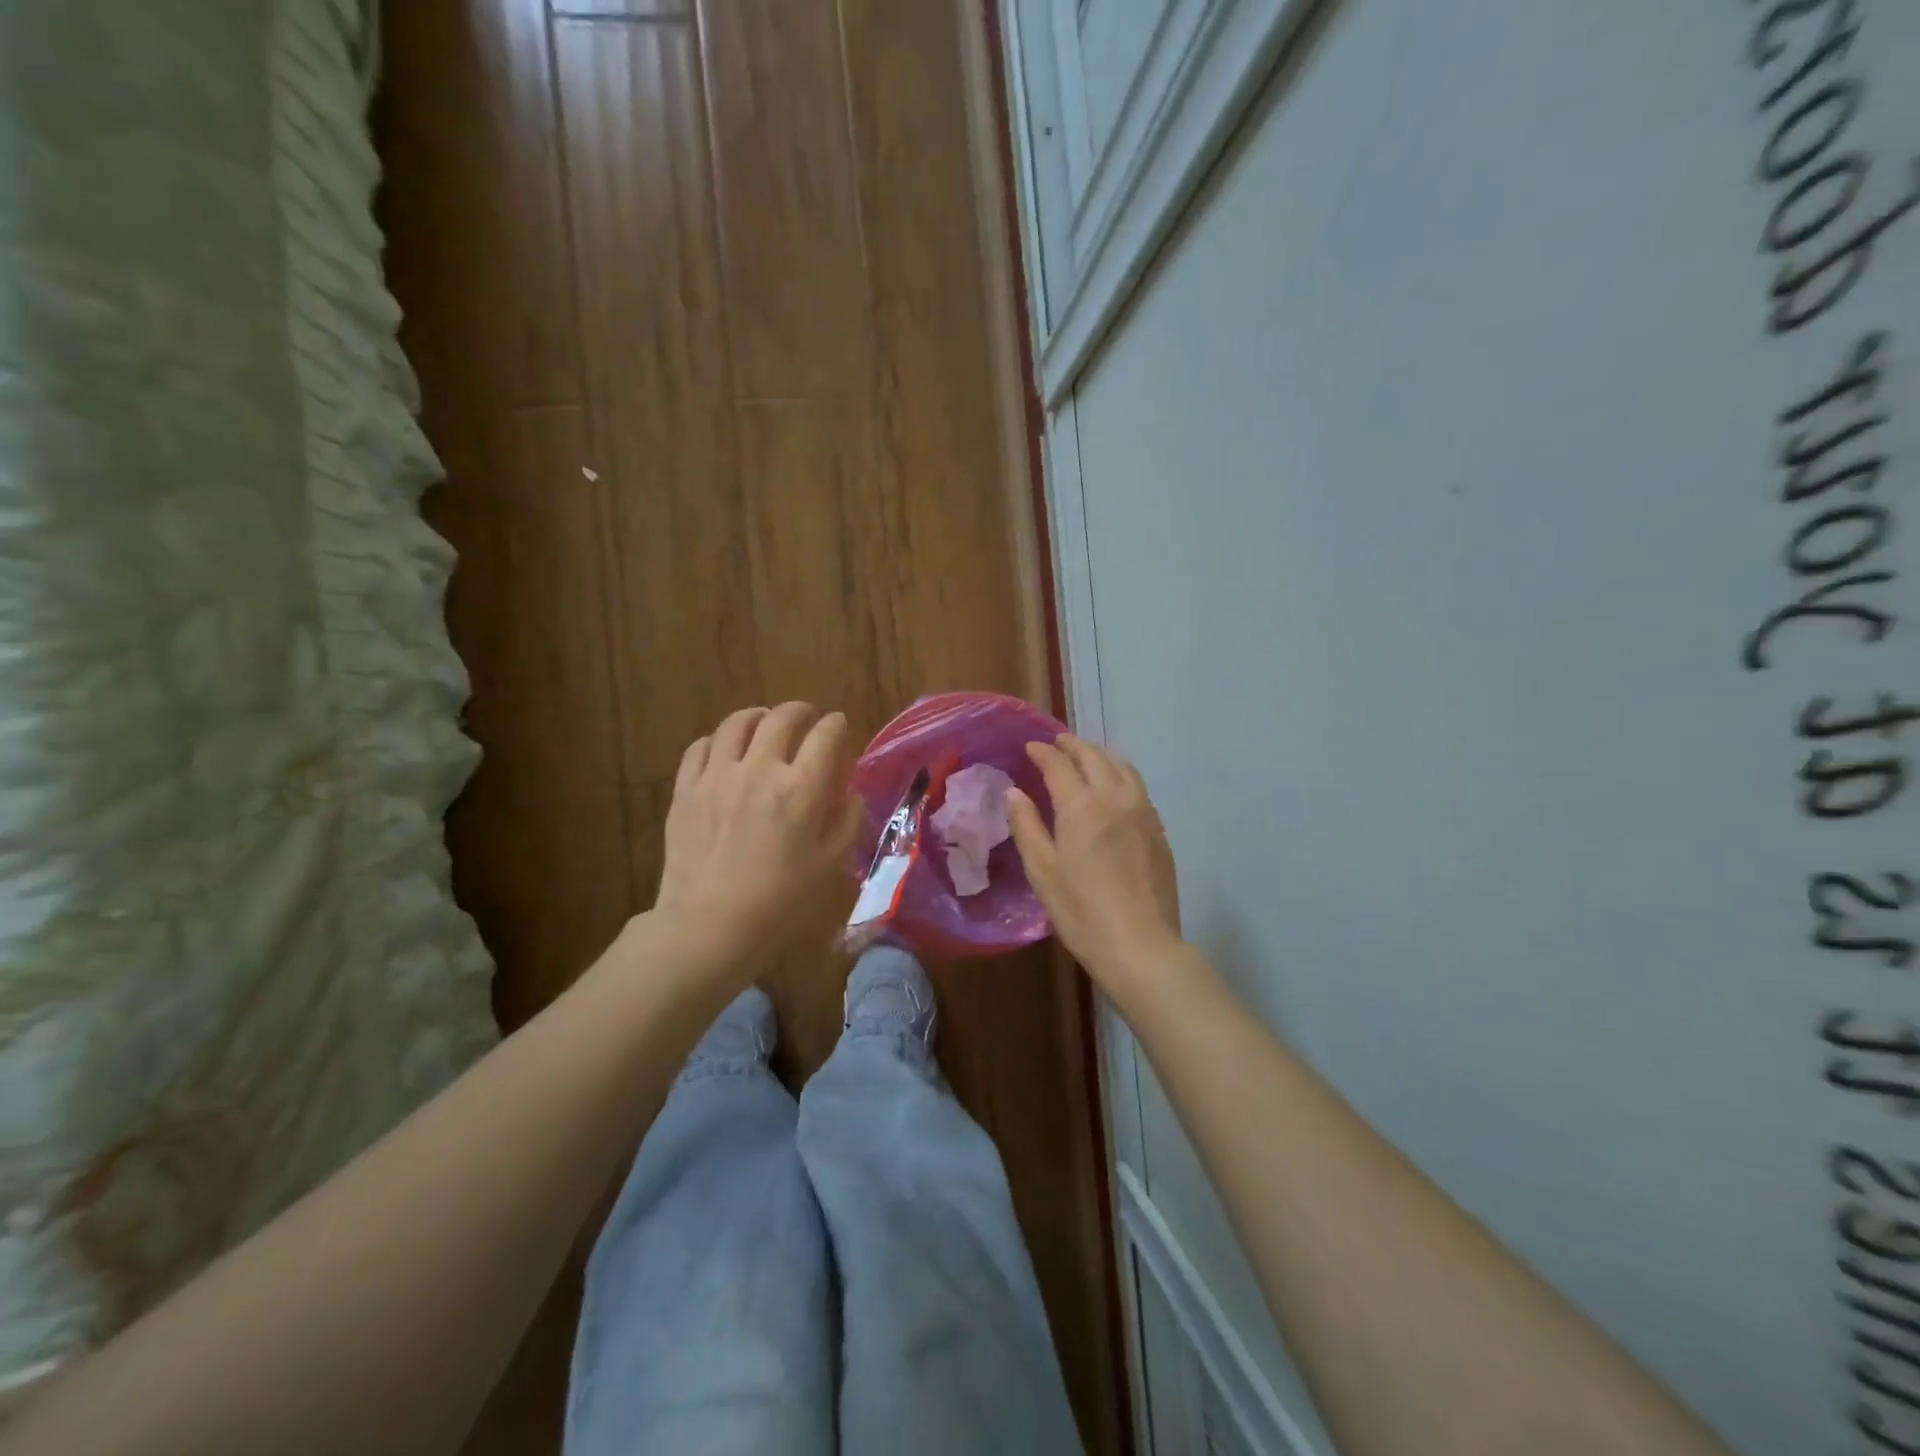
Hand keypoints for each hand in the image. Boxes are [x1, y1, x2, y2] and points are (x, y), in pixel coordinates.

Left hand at [654, 703, 862, 971]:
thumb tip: (848, 792)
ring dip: (757, 716)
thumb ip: (846, 820)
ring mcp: (717, 776)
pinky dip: (717, 741)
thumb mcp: (830, 865)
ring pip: (736, 723)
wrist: (709, 926)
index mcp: (801, 788)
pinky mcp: (686, 790)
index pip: (826, 735)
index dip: (837, 725)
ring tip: (764, 722)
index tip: (839, 725)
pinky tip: (724, 750)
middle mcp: (760, 769)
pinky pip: (700, 747)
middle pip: (781, 718)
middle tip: (807, 717)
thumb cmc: (780, 902)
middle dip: (800, 711)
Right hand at [1006, 734, 1181, 981]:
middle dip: (1073, 745)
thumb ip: (1026, 825)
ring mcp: (1143, 812)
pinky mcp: (1159, 830)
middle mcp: (1115, 797)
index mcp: (1082, 805)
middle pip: (1094, 757)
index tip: (1031, 747)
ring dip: (1100, 755)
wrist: (1139, 944)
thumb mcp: (1042, 870)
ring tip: (1086, 757)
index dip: (1043, 752)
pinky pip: (1138, 788)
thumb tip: (1014, 792)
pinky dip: (1120, 775)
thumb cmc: (1081, 910)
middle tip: (1057, 743)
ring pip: (1122, 767)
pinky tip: (1114, 789)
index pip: (1059, 764)